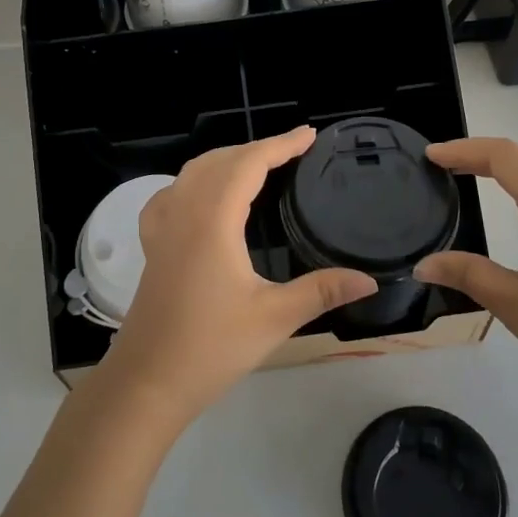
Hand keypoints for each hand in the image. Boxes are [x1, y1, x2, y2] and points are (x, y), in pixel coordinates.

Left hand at [99, 127, 377, 426]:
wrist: (147, 381)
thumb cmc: (211, 347)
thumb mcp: (274, 318)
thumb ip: (322, 291)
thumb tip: (369, 279)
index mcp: (213, 220)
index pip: (249, 164)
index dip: (280, 144)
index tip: (309, 135)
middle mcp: (184, 211)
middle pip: (220, 160)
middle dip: (257, 148)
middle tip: (293, 151)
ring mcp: (162, 227)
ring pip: (194, 172)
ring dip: (227, 160)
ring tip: (258, 165)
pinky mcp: (152, 245)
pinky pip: (172, 193)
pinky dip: (196, 180)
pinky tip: (205, 196)